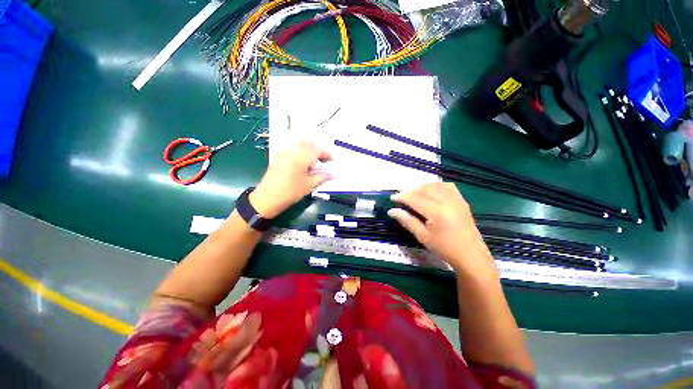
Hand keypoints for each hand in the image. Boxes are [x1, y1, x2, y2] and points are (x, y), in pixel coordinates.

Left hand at [249, 140, 332, 217]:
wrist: (267, 198)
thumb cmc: (290, 192)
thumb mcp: (309, 185)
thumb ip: (322, 177)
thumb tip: (333, 173)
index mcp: (301, 157)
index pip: (317, 149)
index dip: (327, 153)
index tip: (332, 160)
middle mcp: (293, 151)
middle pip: (308, 144)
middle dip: (318, 150)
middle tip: (324, 160)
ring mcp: (284, 152)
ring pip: (300, 144)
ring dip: (309, 149)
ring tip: (315, 160)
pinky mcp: (278, 156)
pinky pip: (292, 148)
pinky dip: (300, 151)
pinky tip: (303, 160)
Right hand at [388, 183, 496, 277]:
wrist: (471, 255)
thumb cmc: (444, 248)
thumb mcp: (422, 236)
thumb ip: (407, 221)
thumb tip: (391, 211)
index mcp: (437, 212)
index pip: (415, 199)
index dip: (402, 197)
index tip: (392, 198)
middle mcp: (447, 202)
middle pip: (425, 188)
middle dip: (411, 191)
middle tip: (403, 198)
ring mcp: (456, 200)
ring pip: (436, 185)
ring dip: (422, 187)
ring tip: (415, 195)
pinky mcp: (462, 201)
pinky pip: (447, 186)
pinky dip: (436, 186)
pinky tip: (431, 193)